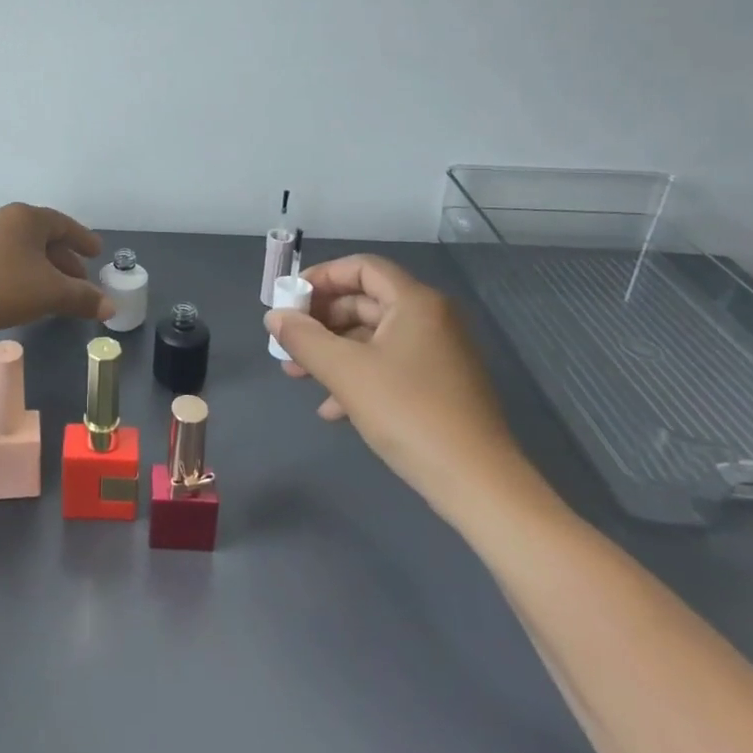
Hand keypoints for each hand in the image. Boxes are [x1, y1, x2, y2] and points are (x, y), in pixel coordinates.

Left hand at [0, 203, 112, 337]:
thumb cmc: (3, 287)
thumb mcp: (50, 293)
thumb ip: (83, 298)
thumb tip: (110, 307)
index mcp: (26, 217)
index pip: (63, 224)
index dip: (83, 240)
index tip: (97, 254)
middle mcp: (2, 217)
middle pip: (42, 236)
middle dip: (64, 259)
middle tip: (80, 280)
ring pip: (21, 248)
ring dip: (42, 267)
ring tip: (54, 291)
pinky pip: (2, 257)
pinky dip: (20, 271)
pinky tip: (23, 293)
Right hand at [267, 254, 534, 515]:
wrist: (477, 484)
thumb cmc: (408, 412)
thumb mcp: (345, 372)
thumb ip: (304, 338)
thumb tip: (275, 316)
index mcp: (415, 303)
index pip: (362, 268)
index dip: (322, 277)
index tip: (289, 299)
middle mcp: (431, 319)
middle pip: (365, 302)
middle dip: (321, 321)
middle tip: (288, 340)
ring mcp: (438, 354)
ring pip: (373, 338)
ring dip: (333, 352)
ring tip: (297, 375)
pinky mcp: (439, 386)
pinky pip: (389, 366)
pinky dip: (358, 377)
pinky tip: (331, 409)